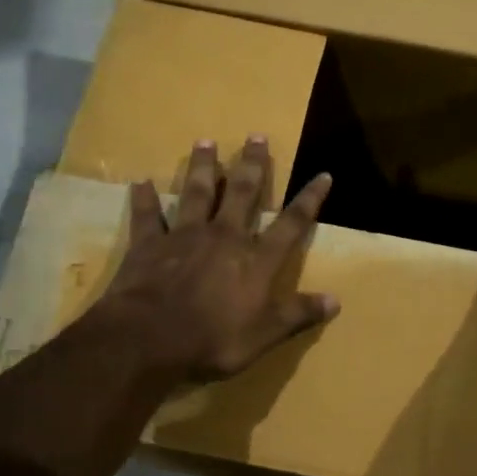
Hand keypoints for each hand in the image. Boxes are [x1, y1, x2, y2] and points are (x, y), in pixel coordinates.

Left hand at [95, 137, 338, 383]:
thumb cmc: (214, 340)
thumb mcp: (266, 335)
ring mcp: (185, 236)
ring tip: (205, 142)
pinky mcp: (150, 244)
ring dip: (203, 168)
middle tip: (256, 136)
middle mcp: (225, 237)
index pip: (291, 223)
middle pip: (243, 194)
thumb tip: (336, 300)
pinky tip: (140, 183)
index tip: (323, 175)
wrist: (149, 338)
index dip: (310, 200)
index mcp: (256, 260)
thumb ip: (298, 314)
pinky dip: (145, 199)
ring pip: (197, 193)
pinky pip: (148, 216)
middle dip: (252, 165)